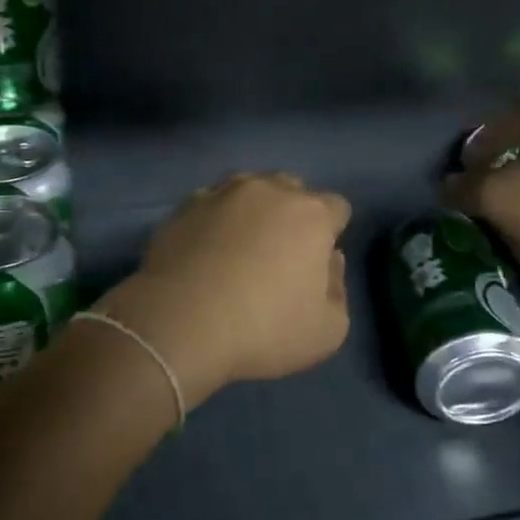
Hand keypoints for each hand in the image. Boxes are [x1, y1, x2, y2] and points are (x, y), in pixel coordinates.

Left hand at [98, 172, 351, 403]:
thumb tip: (330, 261)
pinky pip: (211, 202)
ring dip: (253, 209)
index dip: (331, 233)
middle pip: (293, 189)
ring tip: (240, 245)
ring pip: (249, 188)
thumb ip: (338, 289)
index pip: (337, 208)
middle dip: (293, 213)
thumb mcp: (328, 331)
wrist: (181, 323)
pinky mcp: (186, 205)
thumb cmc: (264, 329)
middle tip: (280, 253)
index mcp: (312, 214)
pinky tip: (206, 249)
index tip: (318, 261)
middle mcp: (270, 190)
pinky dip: (215, 218)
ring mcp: (223, 193)